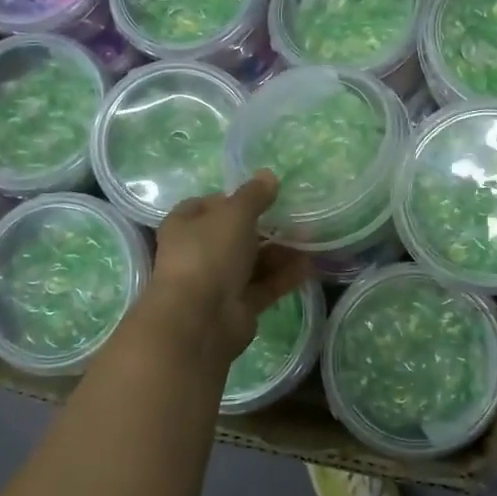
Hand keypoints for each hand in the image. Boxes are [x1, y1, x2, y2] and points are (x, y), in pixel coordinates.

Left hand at [142, 172, 312, 370]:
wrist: (199, 320)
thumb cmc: (209, 254)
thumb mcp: (234, 214)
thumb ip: (253, 195)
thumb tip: (268, 175)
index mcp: (185, 225)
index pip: (207, 205)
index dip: (232, 198)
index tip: (262, 195)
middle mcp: (198, 252)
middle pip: (234, 235)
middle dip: (265, 227)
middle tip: (296, 217)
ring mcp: (218, 282)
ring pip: (253, 262)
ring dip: (280, 251)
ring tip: (311, 239)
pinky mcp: (238, 306)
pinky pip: (265, 286)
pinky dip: (285, 276)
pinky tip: (310, 265)